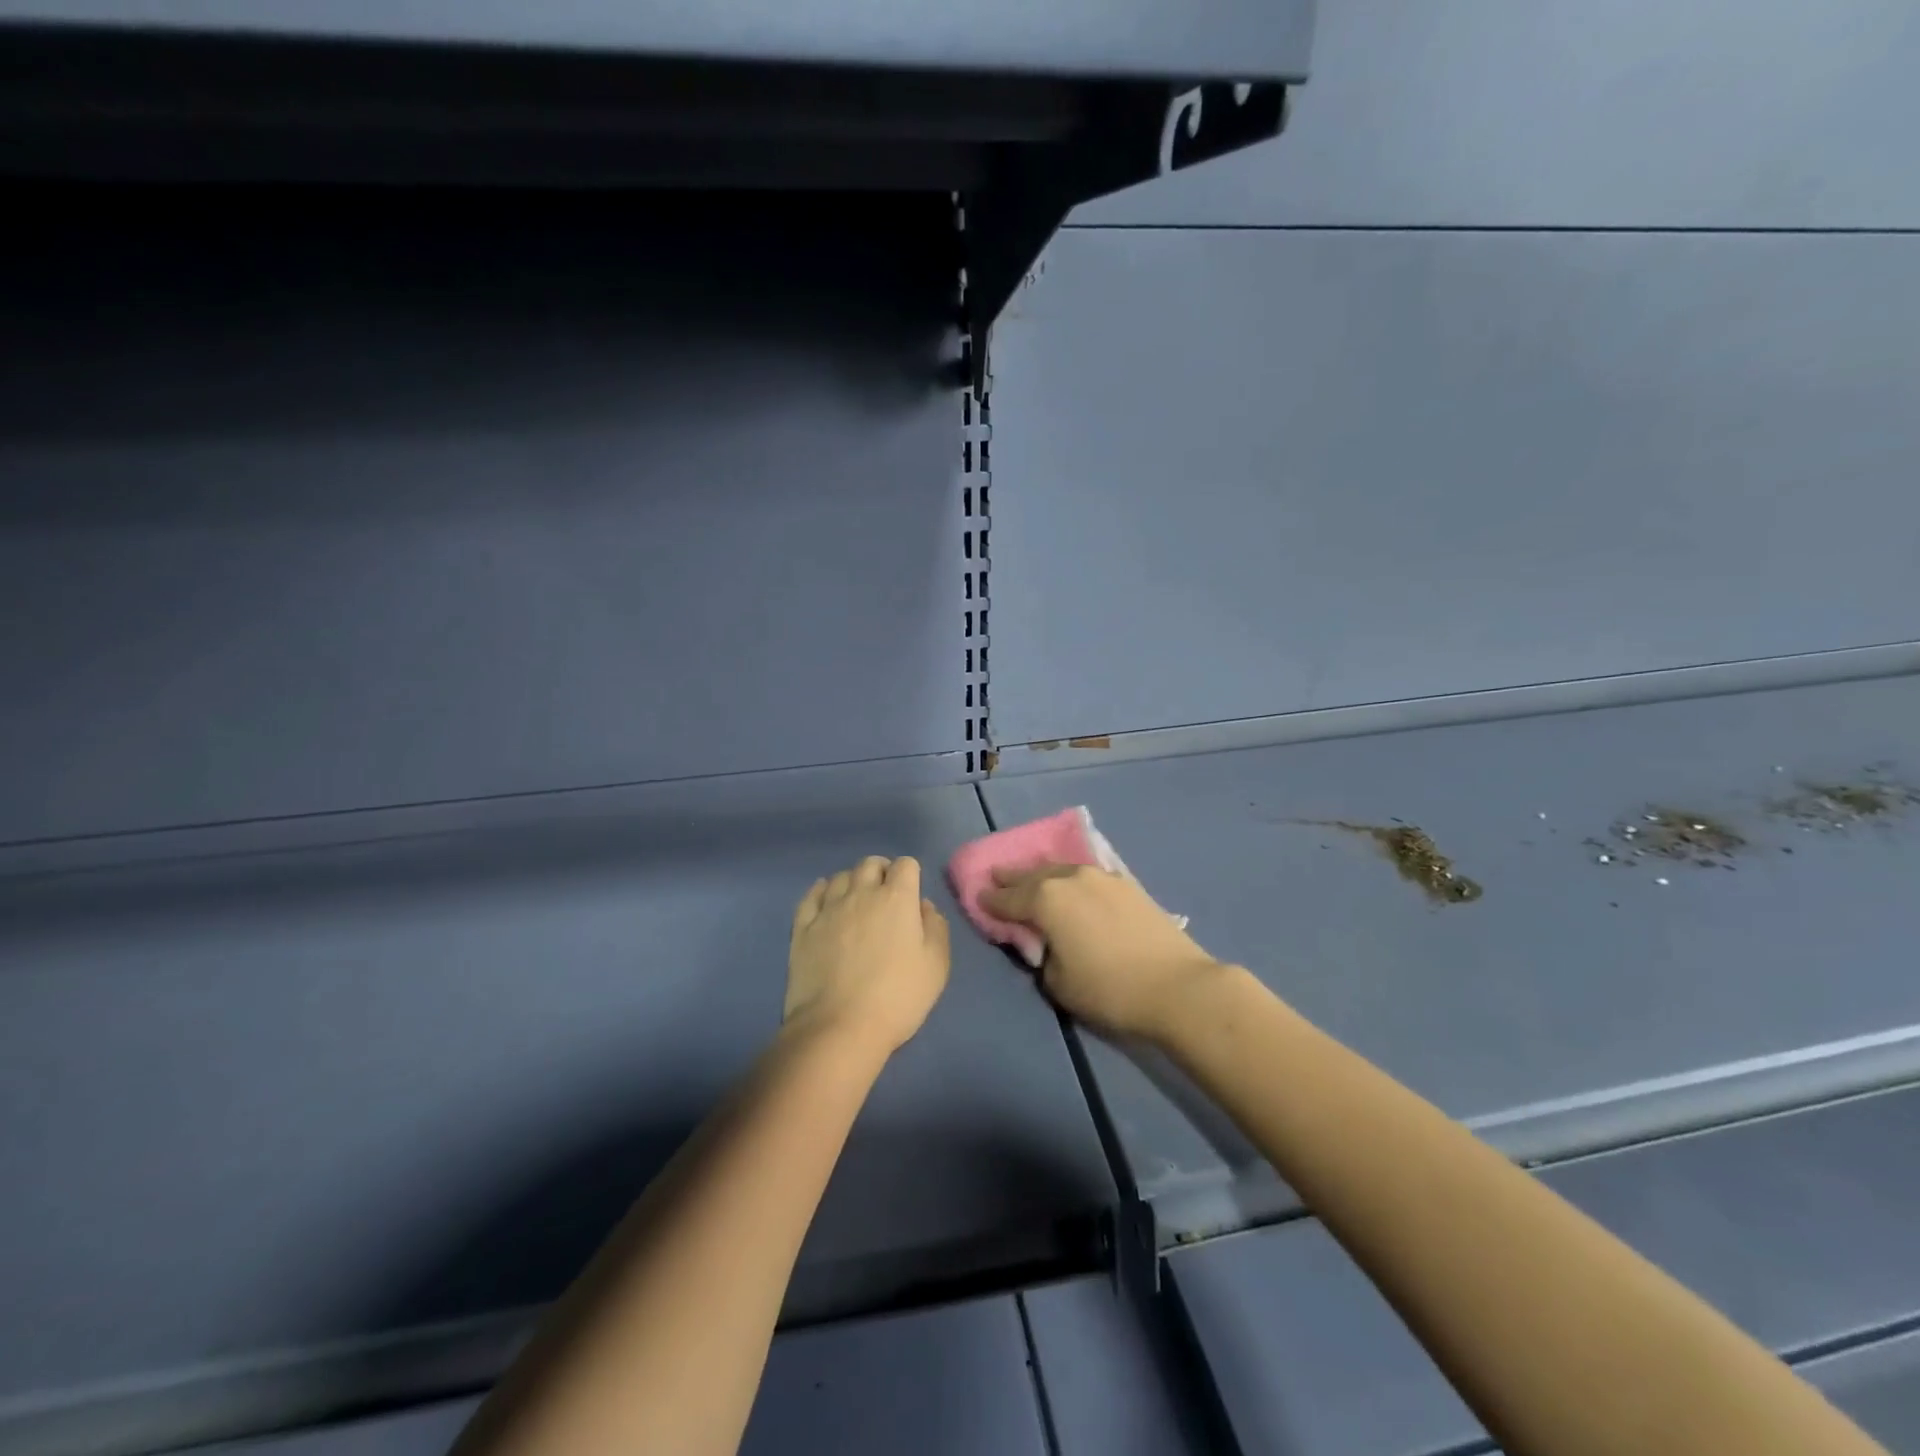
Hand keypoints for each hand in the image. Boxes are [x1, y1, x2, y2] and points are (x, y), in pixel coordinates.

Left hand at [786, 856, 950, 1056]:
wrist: (839, 1027)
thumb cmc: (897, 997)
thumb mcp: (936, 966)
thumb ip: (936, 928)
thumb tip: (923, 907)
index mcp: (897, 899)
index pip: (905, 864)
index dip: (910, 875)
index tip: (911, 896)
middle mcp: (861, 894)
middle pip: (870, 864)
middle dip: (881, 872)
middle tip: (885, 896)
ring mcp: (828, 909)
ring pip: (840, 876)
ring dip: (852, 882)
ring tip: (856, 902)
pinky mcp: (803, 927)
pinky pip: (811, 895)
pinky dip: (821, 892)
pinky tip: (825, 901)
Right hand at [981, 863, 1224, 1041]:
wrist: (1177, 986)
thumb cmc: (1109, 989)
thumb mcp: (1058, 982)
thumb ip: (1042, 955)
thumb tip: (1047, 942)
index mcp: (1046, 899)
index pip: (1008, 898)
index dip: (990, 901)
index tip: (977, 897)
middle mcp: (1070, 878)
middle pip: (1032, 875)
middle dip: (1012, 877)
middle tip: (996, 876)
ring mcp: (1101, 876)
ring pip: (1061, 869)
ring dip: (1042, 874)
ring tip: (1031, 877)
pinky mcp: (1126, 883)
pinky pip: (1087, 875)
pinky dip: (1071, 878)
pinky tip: (1071, 883)